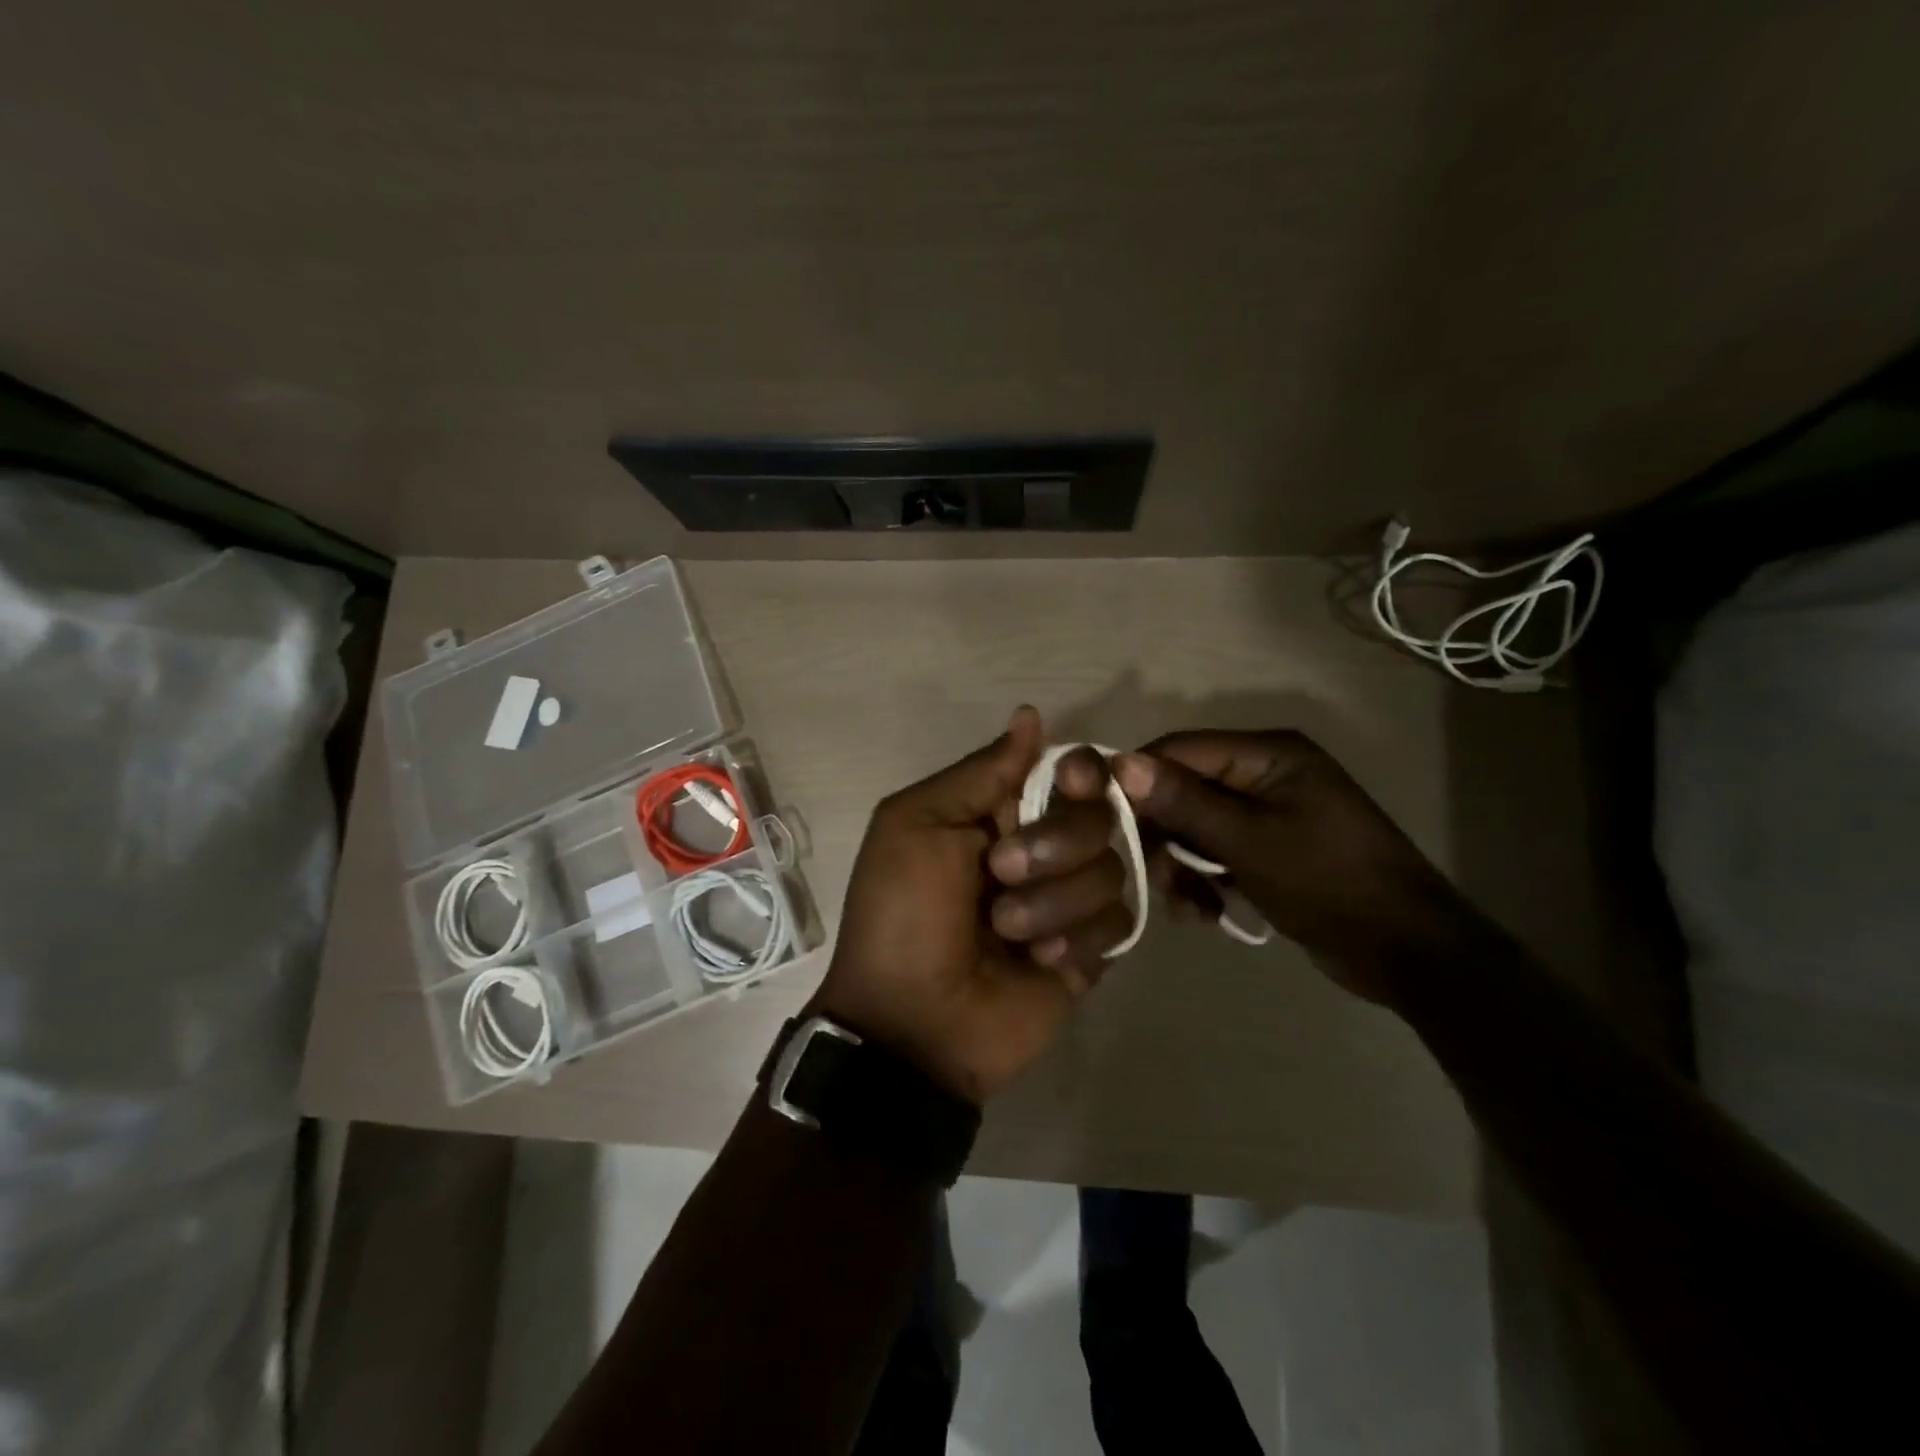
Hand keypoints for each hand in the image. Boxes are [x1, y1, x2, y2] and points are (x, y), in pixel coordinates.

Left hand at [815, 708, 1132, 1103]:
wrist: (913, 1022)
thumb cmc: (902, 913)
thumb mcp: (917, 824)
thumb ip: (980, 772)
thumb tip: (1031, 714)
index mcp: (1001, 811)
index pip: (1069, 771)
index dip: (1081, 774)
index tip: (1072, 785)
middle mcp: (1043, 847)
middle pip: (1098, 816)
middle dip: (1052, 846)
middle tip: (999, 874)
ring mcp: (1069, 900)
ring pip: (1111, 870)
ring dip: (1052, 903)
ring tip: (1006, 934)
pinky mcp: (1092, 951)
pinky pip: (1118, 923)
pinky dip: (1074, 942)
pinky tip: (1038, 965)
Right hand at [1112, 730, 1481, 1001]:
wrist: (1406, 952)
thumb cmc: (1328, 884)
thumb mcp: (1249, 842)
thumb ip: (1184, 802)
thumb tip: (1121, 763)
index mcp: (1268, 754)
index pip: (1180, 749)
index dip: (1138, 780)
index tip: (1103, 820)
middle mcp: (1265, 773)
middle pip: (1185, 789)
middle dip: (1164, 834)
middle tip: (1153, 876)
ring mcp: (1269, 812)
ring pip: (1196, 826)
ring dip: (1182, 864)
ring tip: (1187, 903)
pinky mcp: (1270, 848)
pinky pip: (1217, 851)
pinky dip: (1204, 879)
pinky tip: (1204, 911)